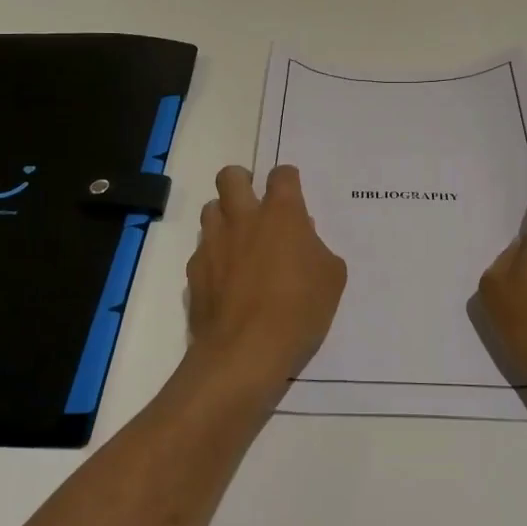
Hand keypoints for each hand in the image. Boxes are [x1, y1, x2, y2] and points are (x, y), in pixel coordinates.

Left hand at [186, 164, 346, 399]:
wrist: (246, 351)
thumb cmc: (299, 310)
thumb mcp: (331, 279)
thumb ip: (318, 249)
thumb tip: (303, 238)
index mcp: (281, 213)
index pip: (282, 174)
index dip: (287, 179)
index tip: (292, 193)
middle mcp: (243, 218)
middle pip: (231, 176)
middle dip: (242, 180)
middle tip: (254, 202)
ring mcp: (213, 242)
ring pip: (210, 209)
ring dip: (223, 216)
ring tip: (238, 239)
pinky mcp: (194, 270)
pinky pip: (201, 249)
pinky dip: (213, 255)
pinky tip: (226, 278)